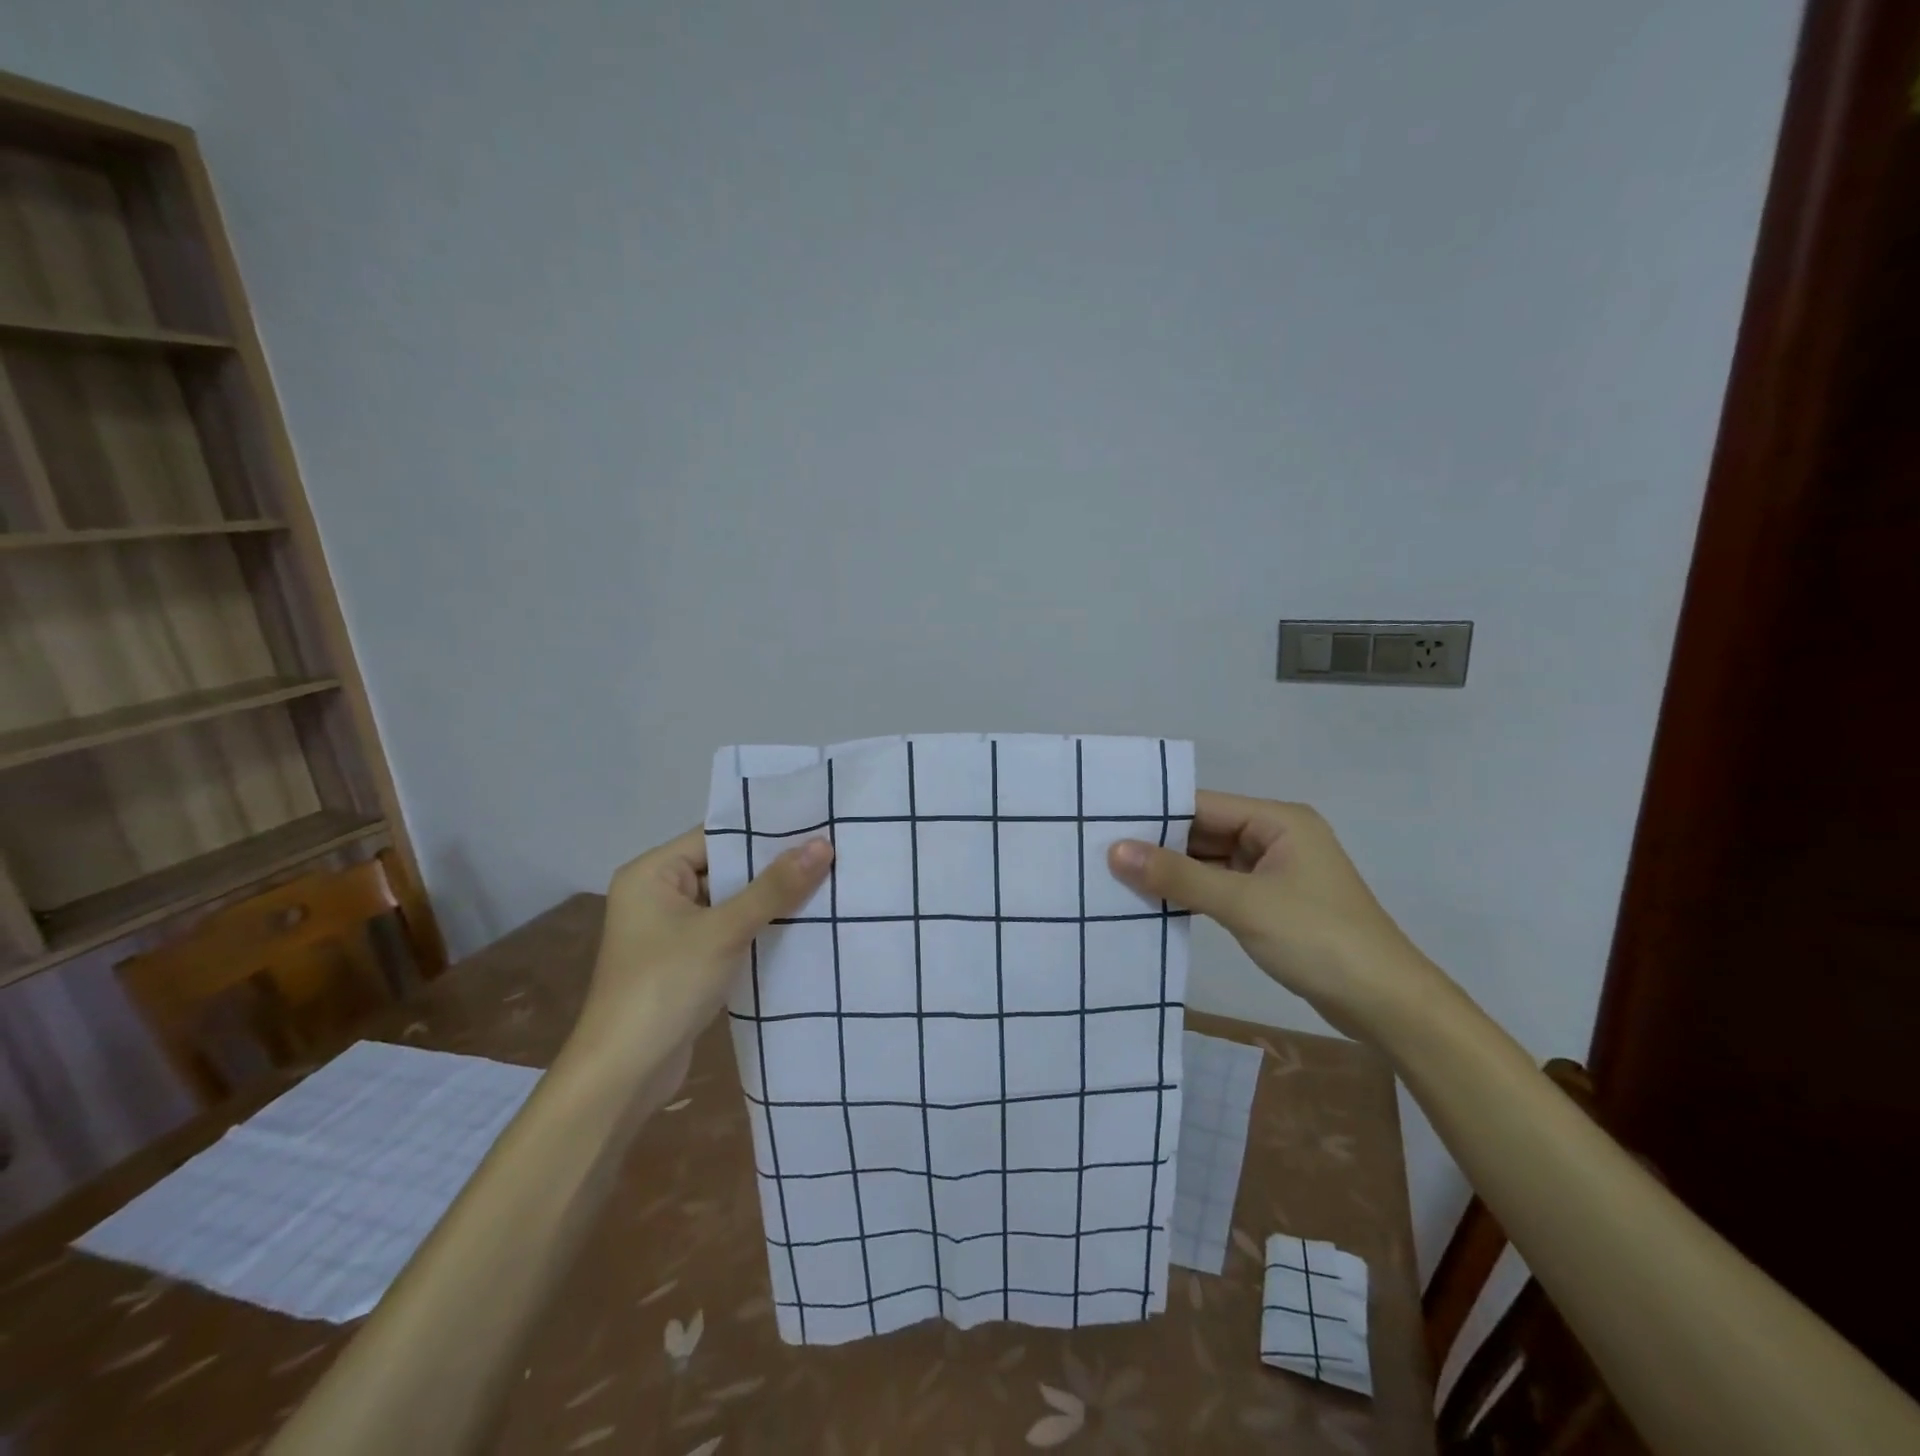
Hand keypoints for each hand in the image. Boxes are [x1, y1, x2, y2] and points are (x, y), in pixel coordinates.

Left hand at [568, 829, 833, 1081]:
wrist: (622, 1076)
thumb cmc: (665, 988)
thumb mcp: (723, 931)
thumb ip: (774, 888)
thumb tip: (823, 844)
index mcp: (651, 873)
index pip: (716, 836)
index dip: (765, 832)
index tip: (815, 826)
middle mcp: (657, 894)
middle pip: (725, 868)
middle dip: (773, 867)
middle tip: (831, 854)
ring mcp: (670, 930)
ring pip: (730, 902)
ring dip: (770, 901)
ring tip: (827, 884)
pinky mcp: (684, 961)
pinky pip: (727, 931)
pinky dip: (758, 928)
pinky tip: (801, 925)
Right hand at [1108, 792, 1442, 1038]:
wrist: (1386, 1005)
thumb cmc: (1318, 940)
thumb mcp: (1243, 904)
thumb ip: (1178, 876)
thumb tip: (1115, 851)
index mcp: (1278, 820)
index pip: (1203, 805)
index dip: (1156, 814)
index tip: (1106, 824)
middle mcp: (1276, 837)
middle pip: (1205, 831)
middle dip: (1160, 845)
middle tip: (1102, 852)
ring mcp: (1276, 872)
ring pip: (1211, 861)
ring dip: (1174, 871)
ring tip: (1116, 875)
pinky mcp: (1273, 903)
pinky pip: (1222, 887)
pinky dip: (1193, 893)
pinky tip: (1154, 901)